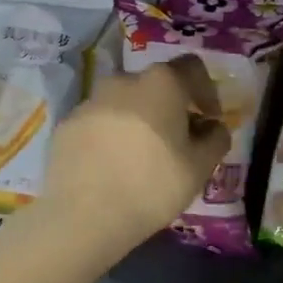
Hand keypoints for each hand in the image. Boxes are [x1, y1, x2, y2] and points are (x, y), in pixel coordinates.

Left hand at [42, 55, 229, 255]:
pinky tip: (113, 166)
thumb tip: (213, 127)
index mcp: (162, 83)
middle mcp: (124, 80)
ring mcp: (90, 101)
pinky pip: (99, 123)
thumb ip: (216, 139)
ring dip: (139, 120)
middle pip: (156, 85)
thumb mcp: (200, 168)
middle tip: (177, 141)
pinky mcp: (67, 124)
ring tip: (141, 156)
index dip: (207, 91)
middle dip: (171, 107)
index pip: (193, 68)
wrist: (84, 215)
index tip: (209, 119)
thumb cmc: (152, 186)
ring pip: (125, 103)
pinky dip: (111, 136)